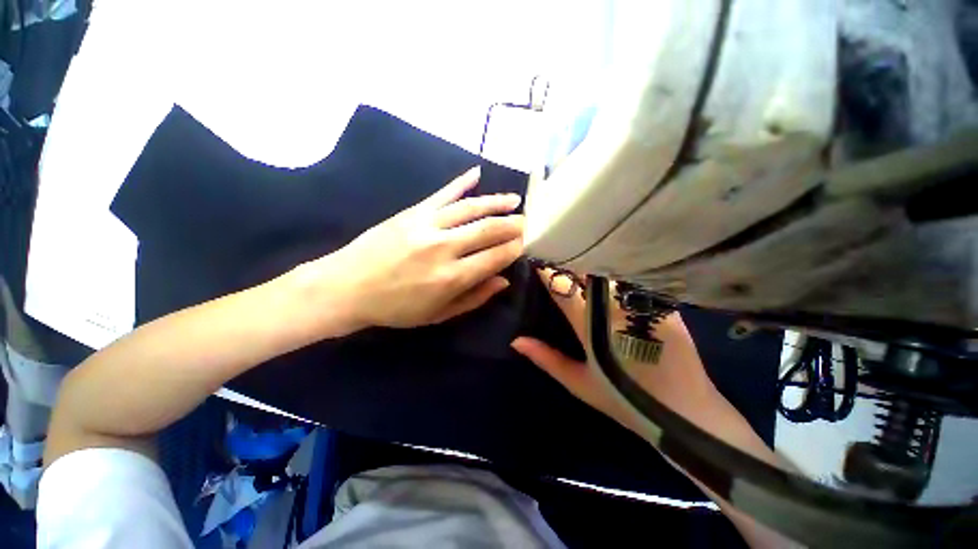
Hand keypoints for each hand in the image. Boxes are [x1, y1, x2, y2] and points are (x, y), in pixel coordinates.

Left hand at [304, 166, 523, 330]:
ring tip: (515, 200)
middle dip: (514, 225)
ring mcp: (427, 225)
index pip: (496, 257)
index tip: (527, 244)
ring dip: (497, 202)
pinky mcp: (412, 212)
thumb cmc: (395, 308)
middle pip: (489, 229)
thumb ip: (474, 298)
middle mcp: (445, 247)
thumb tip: (503, 281)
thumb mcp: (437, 314)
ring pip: (471, 208)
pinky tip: (477, 173)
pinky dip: (461, 182)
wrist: (347, 287)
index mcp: (452, 277)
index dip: (515, 249)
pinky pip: (442, 193)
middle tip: (530, 222)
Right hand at [511, 270, 718, 433]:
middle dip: (567, 262)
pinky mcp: (662, 302)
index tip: (536, 258)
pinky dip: (617, 271)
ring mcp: (641, 302)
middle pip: (585, 272)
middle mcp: (615, 306)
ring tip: (579, 258)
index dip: (548, 271)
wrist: (686, 411)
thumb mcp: (579, 383)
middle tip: (554, 254)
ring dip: (591, 264)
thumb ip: (547, 359)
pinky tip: (610, 269)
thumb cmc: (626, 400)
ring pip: (610, 271)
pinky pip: (632, 278)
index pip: (563, 287)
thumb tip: (516, 340)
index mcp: (591, 324)